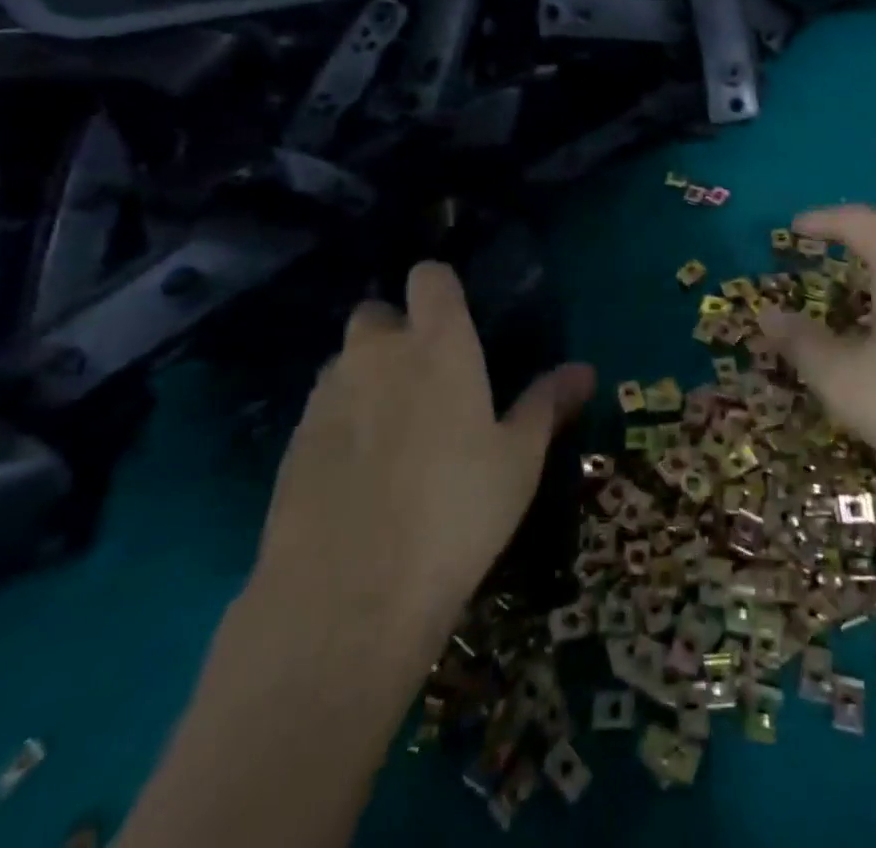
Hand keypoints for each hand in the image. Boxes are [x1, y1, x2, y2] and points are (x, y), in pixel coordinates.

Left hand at [251, 262, 593, 645]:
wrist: (348, 598)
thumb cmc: (456, 512)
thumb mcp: (519, 460)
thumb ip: (547, 404)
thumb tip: (585, 370)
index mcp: (437, 343)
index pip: (429, 277)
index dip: (441, 290)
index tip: (458, 321)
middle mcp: (376, 353)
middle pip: (378, 314)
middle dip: (398, 334)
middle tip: (428, 383)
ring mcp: (326, 395)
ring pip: (347, 363)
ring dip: (368, 378)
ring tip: (395, 434)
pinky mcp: (291, 442)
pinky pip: (322, 409)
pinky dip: (341, 423)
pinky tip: (359, 475)